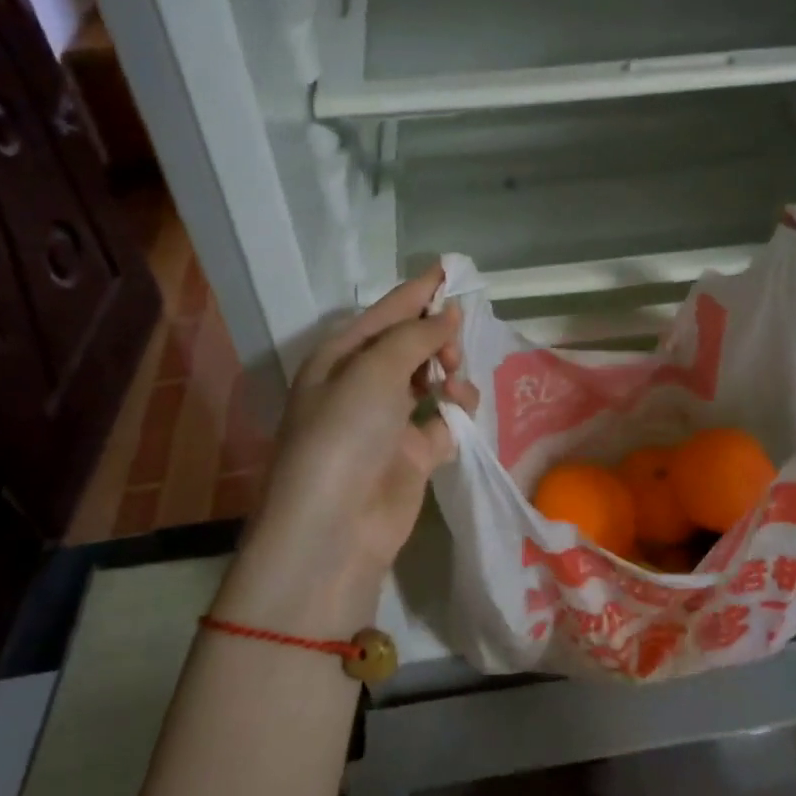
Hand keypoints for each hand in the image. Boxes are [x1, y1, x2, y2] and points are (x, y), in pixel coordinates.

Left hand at [243, 266, 477, 594]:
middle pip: (412, 343)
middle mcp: (364, 384)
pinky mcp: (415, 453)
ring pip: (432, 379)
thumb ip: (416, 336)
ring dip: (450, 373)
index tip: (452, 268)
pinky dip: (458, 409)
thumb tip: (450, 313)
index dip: (419, 290)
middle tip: (452, 349)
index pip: (387, 312)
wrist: (335, 526)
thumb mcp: (374, 371)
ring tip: (453, 384)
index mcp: (342, 356)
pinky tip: (459, 409)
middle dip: (438, 337)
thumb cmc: (344, 433)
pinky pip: (446, 418)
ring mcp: (390, 420)